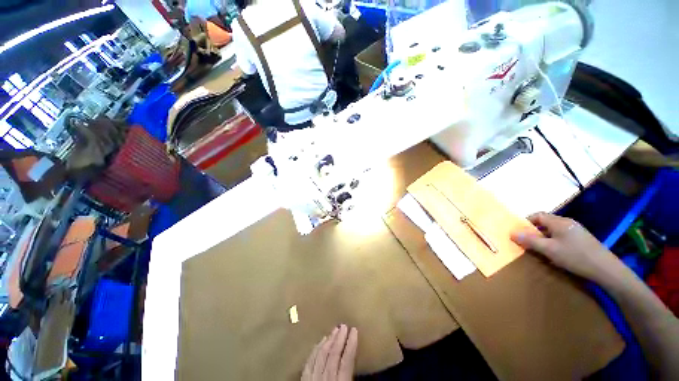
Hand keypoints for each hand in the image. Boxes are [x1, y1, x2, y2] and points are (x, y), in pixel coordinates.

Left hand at [302, 325, 357, 380]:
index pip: (347, 360)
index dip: (351, 343)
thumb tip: (354, 357)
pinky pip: (309, 362)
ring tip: (334, 329)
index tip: (354, 329)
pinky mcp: (304, 379)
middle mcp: (326, 377)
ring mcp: (313, 377)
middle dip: (339, 338)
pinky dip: (315, 350)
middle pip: (333, 354)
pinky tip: (320, 341)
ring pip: (321, 355)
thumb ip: (350, 375)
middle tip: (344, 325)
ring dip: (329, 341)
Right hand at [511, 212, 617, 281]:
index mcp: (559, 222)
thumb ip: (530, 241)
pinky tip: (555, 252)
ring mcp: (576, 231)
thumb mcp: (549, 250)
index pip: (537, 215)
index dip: (525, 222)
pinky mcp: (581, 239)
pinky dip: (553, 241)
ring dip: (543, 237)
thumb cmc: (575, 256)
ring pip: (553, 230)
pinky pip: (562, 236)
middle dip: (533, 231)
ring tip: (539, 249)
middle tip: (527, 242)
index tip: (518, 232)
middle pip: (545, 222)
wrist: (606, 269)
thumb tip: (511, 233)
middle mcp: (567, 222)